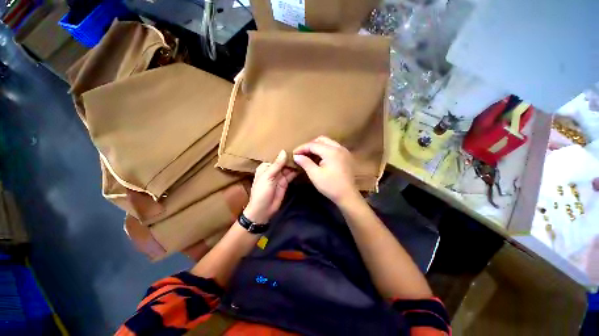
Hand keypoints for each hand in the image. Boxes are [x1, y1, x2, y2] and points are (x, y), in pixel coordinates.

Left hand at [244, 150, 296, 223]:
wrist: (263, 210)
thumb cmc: (261, 192)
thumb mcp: (268, 177)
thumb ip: (277, 165)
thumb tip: (284, 151)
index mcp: (266, 167)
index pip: (276, 157)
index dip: (285, 154)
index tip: (295, 148)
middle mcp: (273, 170)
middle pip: (283, 163)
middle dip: (291, 159)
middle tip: (303, 153)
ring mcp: (280, 177)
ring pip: (288, 168)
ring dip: (294, 165)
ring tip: (305, 158)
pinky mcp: (285, 183)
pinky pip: (291, 175)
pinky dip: (296, 172)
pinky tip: (302, 167)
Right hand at [293, 136, 358, 203]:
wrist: (347, 195)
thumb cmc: (330, 186)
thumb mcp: (315, 175)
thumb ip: (305, 163)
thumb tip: (296, 156)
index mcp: (331, 151)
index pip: (313, 145)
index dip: (302, 148)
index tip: (294, 154)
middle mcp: (338, 147)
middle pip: (321, 140)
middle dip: (310, 145)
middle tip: (302, 154)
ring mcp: (344, 151)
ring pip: (328, 142)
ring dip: (317, 147)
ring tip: (309, 155)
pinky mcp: (346, 156)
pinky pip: (333, 147)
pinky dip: (325, 150)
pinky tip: (320, 158)